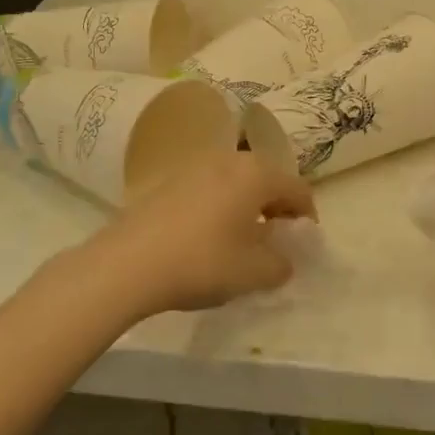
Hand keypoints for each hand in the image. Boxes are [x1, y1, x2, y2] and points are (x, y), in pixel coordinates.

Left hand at [81, 152, 315, 318]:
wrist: (127, 264)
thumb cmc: (202, 262)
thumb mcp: (254, 273)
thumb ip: (281, 265)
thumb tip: (283, 259)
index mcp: (256, 175)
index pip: (297, 188)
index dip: (307, 216)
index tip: (303, 243)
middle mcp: (228, 160)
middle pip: (266, 179)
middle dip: (276, 208)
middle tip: (275, 239)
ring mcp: (193, 167)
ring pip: (235, 182)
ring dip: (246, 206)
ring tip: (241, 238)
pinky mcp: (167, 182)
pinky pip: (208, 189)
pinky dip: (219, 207)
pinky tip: (207, 236)